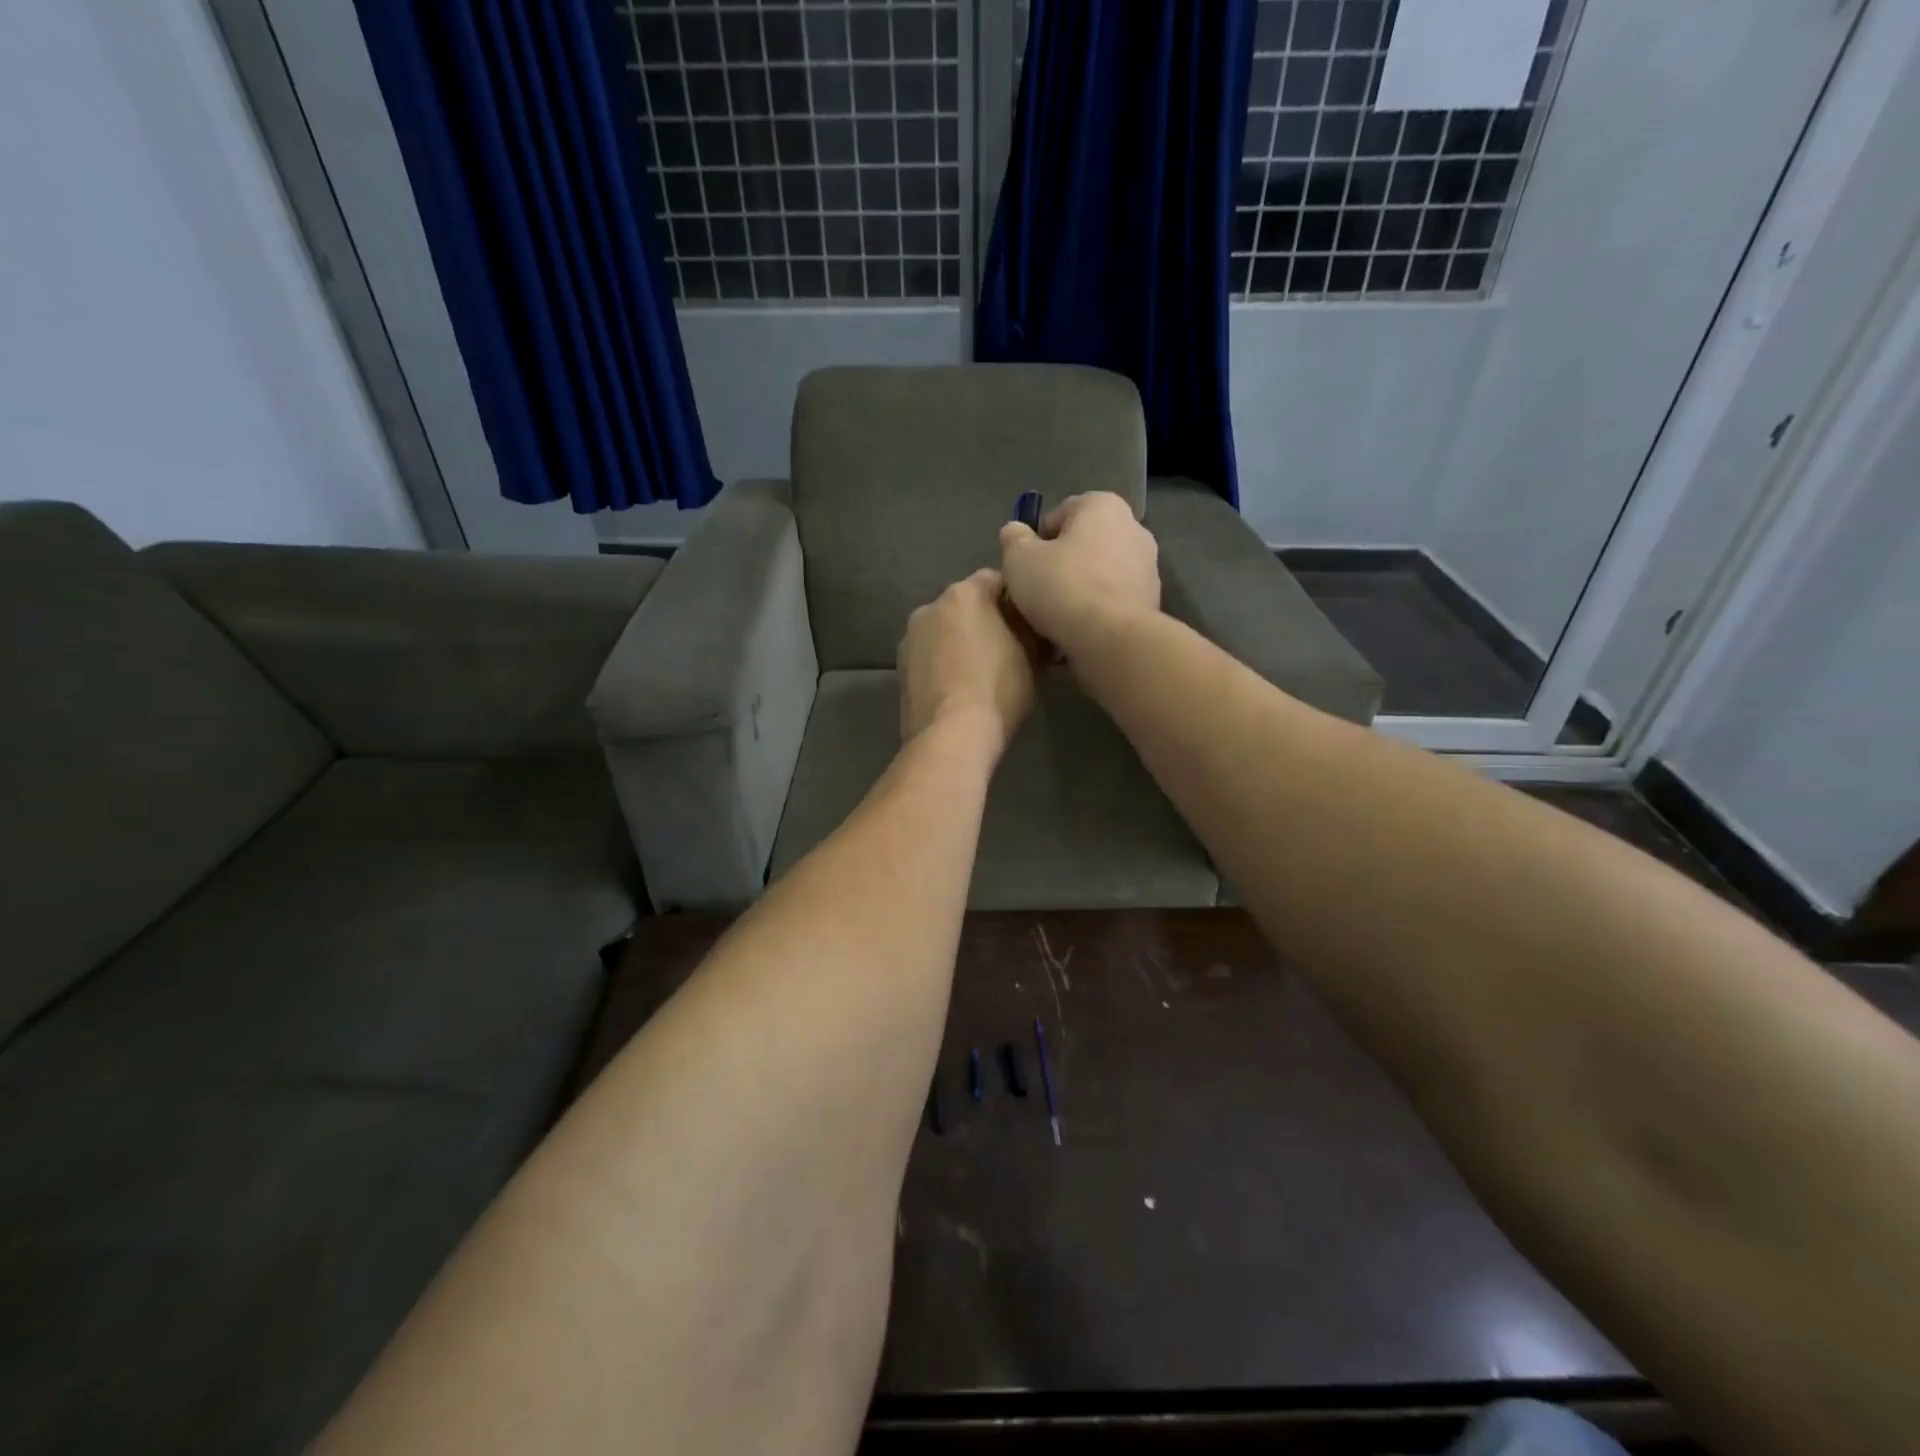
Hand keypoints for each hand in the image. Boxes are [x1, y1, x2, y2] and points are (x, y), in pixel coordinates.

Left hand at [898, 567, 1039, 756]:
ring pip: (944, 631)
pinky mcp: (900, 668)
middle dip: (985, 620)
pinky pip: (929, 656)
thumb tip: (1037, 625)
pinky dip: (943, 663)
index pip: (996, 580)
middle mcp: (930, 606)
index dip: (1016, 600)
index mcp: (964, 594)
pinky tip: (958, 687)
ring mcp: (910, 638)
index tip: (1029, 623)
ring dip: (960, 642)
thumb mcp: (1031, 658)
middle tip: (1007, 648)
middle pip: (965, 605)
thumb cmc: (998, 690)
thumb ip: (1033, 630)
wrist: (950, 736)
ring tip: (980, 672)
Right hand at [998, 492, 1159, 656]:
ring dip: (1079, 588)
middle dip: (1061, 564)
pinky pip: (1113, 599)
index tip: (1025, 567)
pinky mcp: (1152, 600)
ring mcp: (1148, 565)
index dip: (1036, 541)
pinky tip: (1079, 630)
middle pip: (1083, 544)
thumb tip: (1015, 531)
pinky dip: (1097, 609)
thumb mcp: (1019, 560)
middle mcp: (1133, 527)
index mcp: (1102, 505)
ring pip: (1099, 573)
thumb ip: (1014, 539)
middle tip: (1038, 591)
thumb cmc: (1062, 587)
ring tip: (1057, 616)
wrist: (1111, 639)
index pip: (1059, 514)